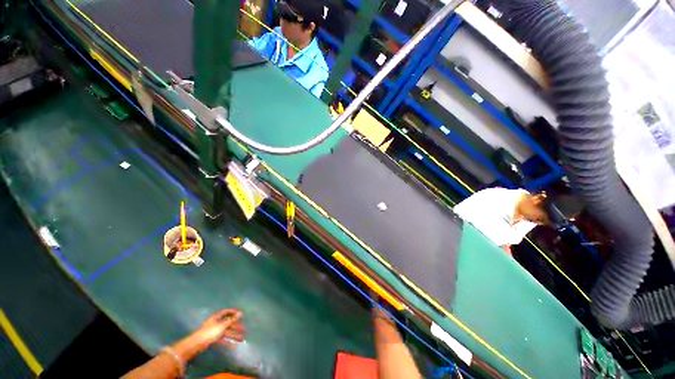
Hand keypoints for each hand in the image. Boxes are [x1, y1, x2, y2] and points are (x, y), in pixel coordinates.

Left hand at [194, 309, 245, 345]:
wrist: (197, 344)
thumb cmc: (210, 331)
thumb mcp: (222, 325)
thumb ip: (232, 319)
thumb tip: (240, 313)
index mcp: (217, 317)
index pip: (226, 312)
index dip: (233, 312)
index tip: (240, 314)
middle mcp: (216, 323)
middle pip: (228, 323)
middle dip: (236, 326)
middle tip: (244, 329)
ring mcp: (214, 331)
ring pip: (226, 332)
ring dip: (234, 334)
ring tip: (241, 338)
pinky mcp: (213, 339)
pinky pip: (223, 338)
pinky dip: (228, 341)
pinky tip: (234, 345)